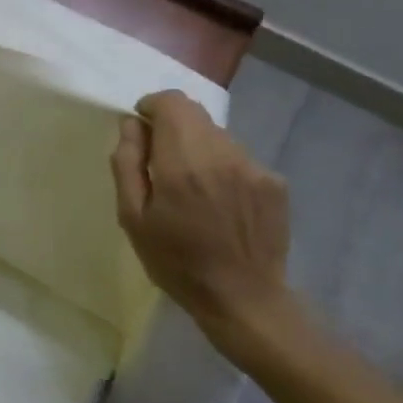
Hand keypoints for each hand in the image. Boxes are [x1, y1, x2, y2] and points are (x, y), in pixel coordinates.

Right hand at [110, 90, 298, 366]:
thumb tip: (131, 125)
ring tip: (192, 188)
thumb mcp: (132, 218)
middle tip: (161, 162)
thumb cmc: (176, 262)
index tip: (141, 131)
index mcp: (182, 163)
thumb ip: (127, 163)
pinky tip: (220, 202)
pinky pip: (239, 157)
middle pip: (194, 113)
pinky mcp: (274, 182)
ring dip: (198, 147)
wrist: (244, 300)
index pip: (171, 102)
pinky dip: (222, 167)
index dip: (151, 107)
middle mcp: (222, 154)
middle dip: (172, 126)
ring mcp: (253, 167)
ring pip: (217, 134)